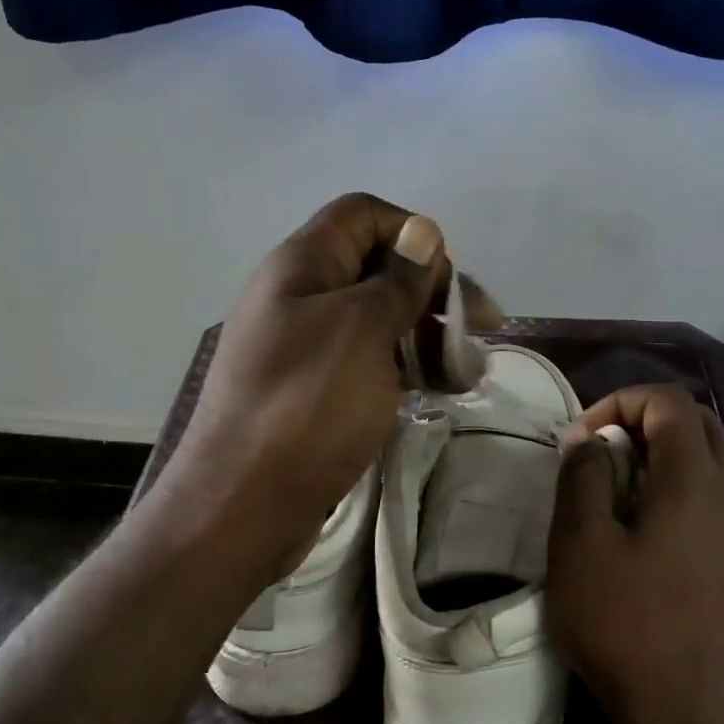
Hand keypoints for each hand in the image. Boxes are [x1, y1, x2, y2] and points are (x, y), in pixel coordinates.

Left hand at [148, 193, 473, 579]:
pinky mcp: (316, 389)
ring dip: (427, 335)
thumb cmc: (307, 408)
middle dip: (433, 292)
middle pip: (378, 267)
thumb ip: (397, 280)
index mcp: (303, 266)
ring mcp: (307, 345)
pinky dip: (407, 367)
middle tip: (481, 328)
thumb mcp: (362, 332)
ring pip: (379, 318)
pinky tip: (440, 390)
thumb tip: (423, 230)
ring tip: (469, 371)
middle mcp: (301, 296)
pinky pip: (369, 360)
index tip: (446, 280)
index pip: (364, 214)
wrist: (241, 508)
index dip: (412, 234)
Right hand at [547, 385, 723, 723]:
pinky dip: (702, 488)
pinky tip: (674, 528)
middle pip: (701, 421)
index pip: (668, 400)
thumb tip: (589, 441)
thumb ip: (583, 476)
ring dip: (680, 453)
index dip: (622, 402)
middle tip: (608, 456)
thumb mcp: (581, 545)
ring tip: (639, 487)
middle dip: (650, 422)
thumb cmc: (629, 625)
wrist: (698, 716)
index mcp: (696, 474)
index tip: (586, 439)